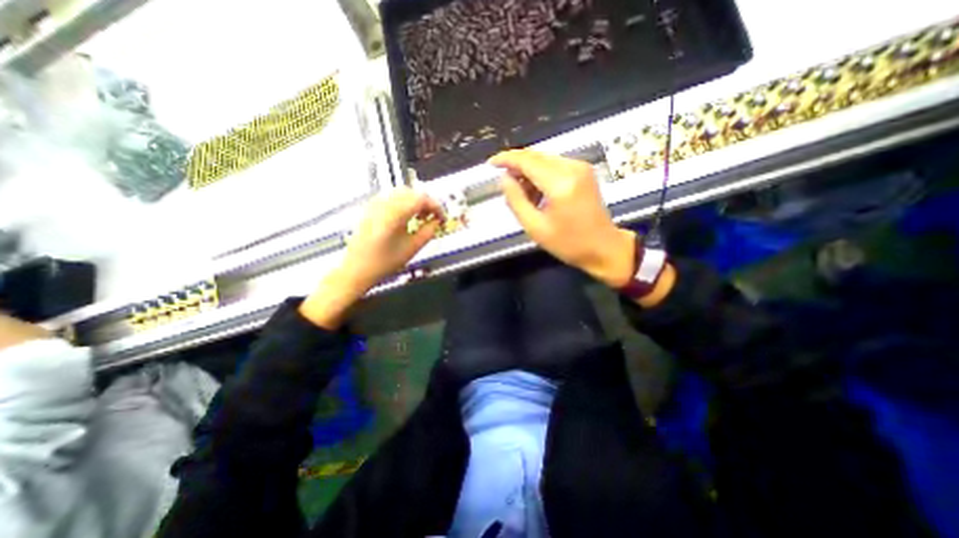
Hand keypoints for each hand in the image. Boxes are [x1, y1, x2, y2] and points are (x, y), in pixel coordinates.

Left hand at [301, 189, 443, 327]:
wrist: (356, 270)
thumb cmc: (384, 263)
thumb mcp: (411, 249)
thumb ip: (428, 232)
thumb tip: (437, 221)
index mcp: (394, 214)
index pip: (421, 199)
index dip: (436, 206)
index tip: (442, 218)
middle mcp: (383, 204)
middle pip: (412, 192)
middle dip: (427, 202)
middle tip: (434, 217)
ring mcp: (375, 204)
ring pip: (402, 192)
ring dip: (415, 201)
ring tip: (422, 216)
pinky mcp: (370, 208)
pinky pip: (391, 197)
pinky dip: (404, 202)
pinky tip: (407, 216)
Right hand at [494, 146, 634, 289]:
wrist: (604, 248)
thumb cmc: (568, 244)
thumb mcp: (535, 227)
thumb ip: (516, 200)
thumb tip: (504, 179)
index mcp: (560, 184)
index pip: (527, 161)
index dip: (506, 159)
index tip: (491, 164)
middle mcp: (572, 168)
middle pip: (536, 156)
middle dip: (517, 167)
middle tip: (507, 186)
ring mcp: (581, 167)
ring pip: (544, 160)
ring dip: (529, 173)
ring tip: (525, 197)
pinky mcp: (584, 171)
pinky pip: (555, 165)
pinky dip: (541, 175)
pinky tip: (539, 194)